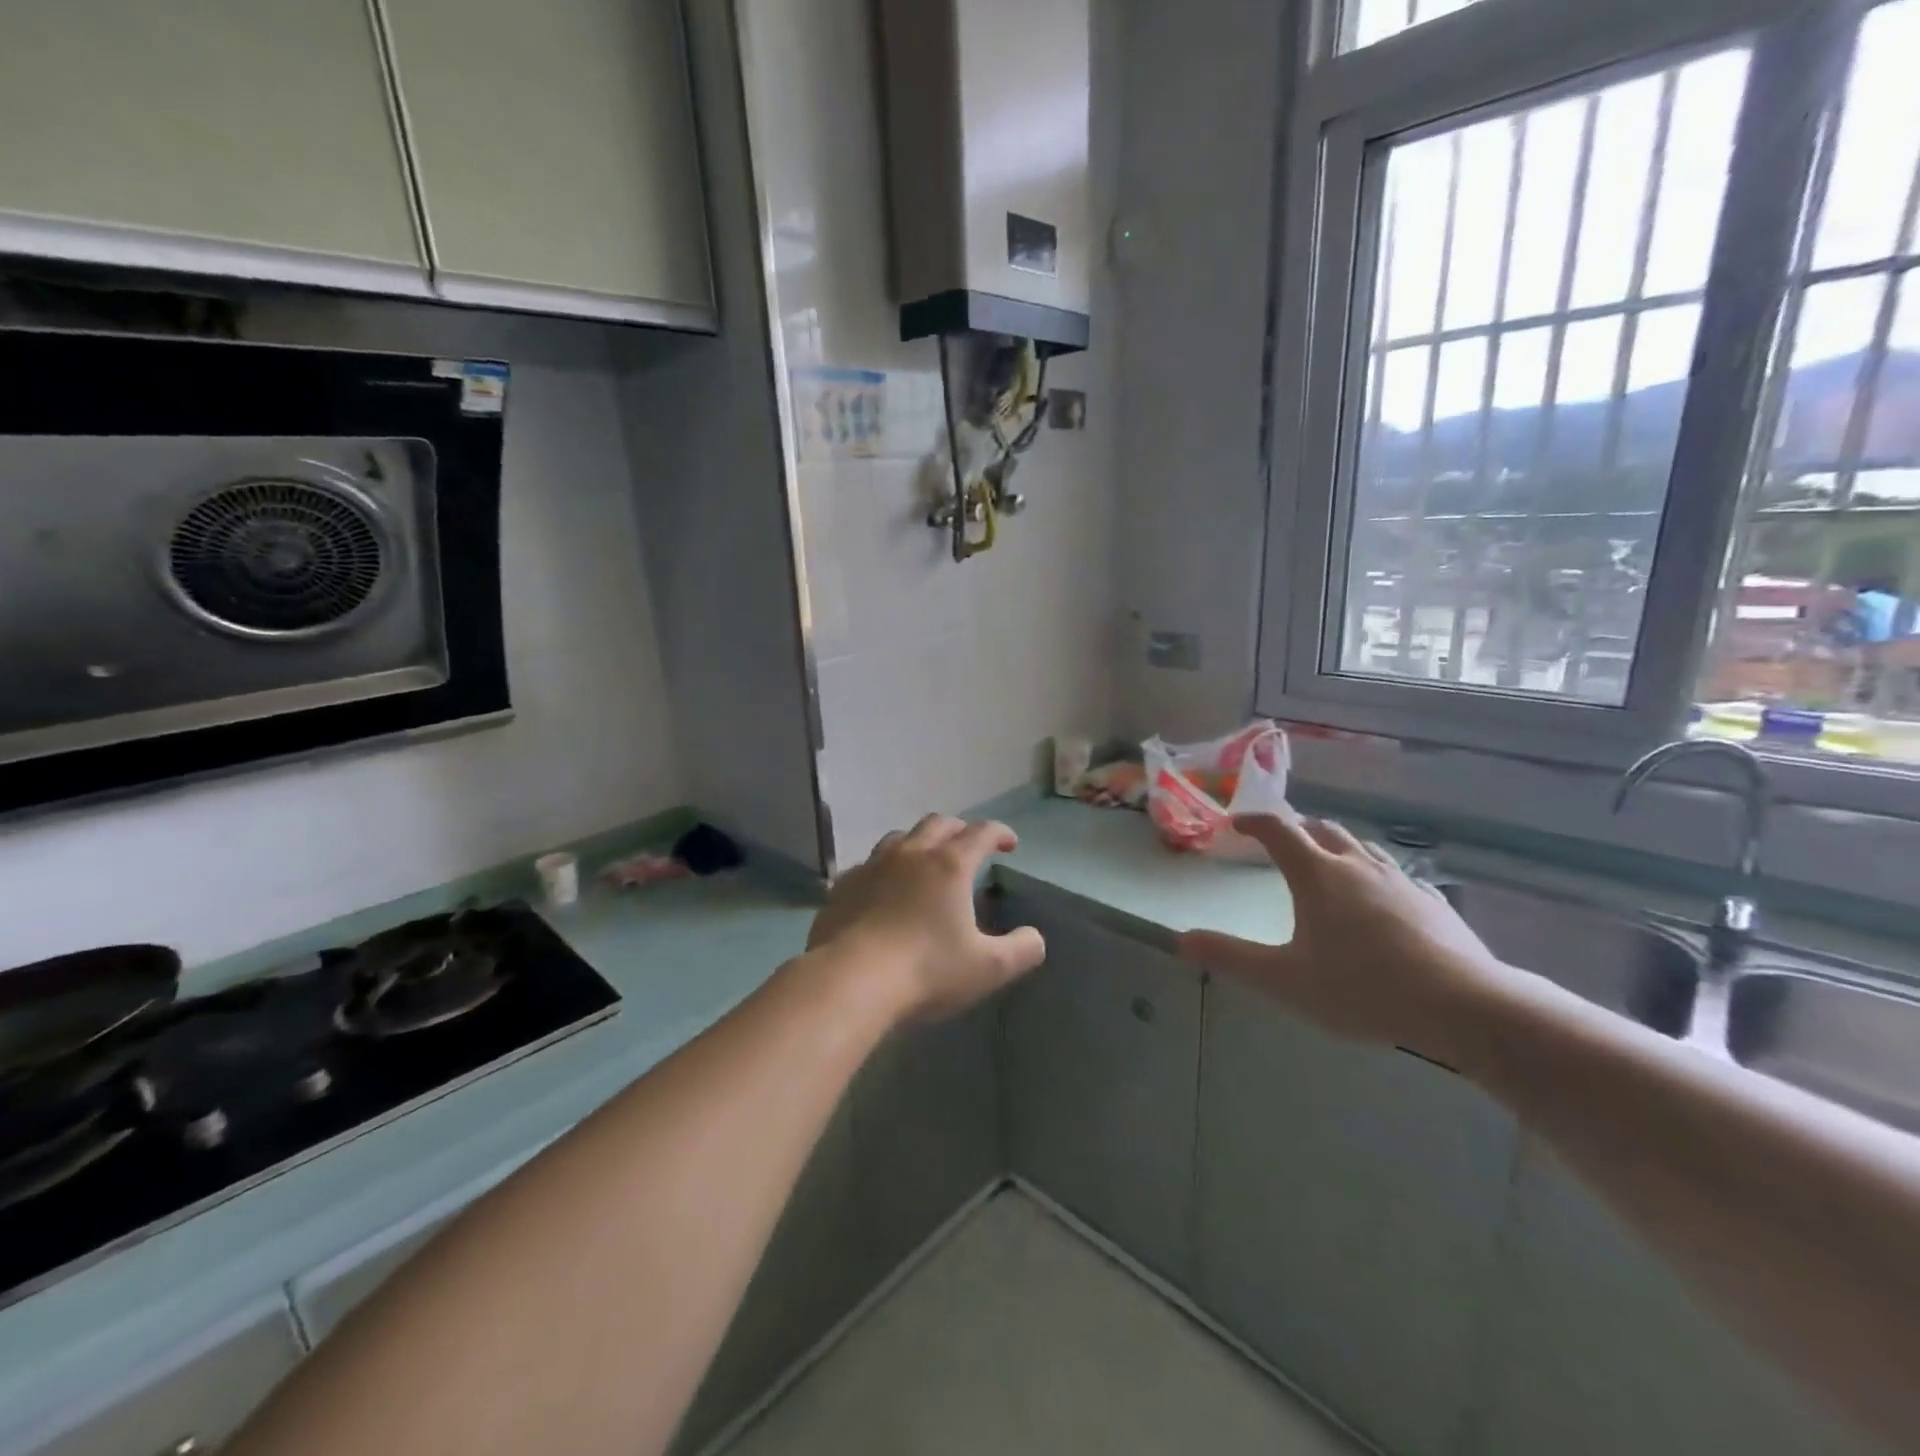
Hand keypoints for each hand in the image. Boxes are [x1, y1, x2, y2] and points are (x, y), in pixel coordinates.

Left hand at [807, 815, 1046, 1023]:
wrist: (850, 981)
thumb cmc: (926, 971)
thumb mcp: (988, 968)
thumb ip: (1021, 950)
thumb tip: (1034, 938)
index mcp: (950, 865)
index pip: (981, 832)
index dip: (1000, 833)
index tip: (1010, 844)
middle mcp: (911, 854)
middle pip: (939, 824)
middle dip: (960, 830)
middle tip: (969, 847)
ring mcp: (872, 866)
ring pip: (900, 837)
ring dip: (920, 842)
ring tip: (926, 861)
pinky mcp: (844, 885)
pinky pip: (869, 865)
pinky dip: (885, 869)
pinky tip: (884, 889)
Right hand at [1179, 814, 1510, 1065]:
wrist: (1465, 1006)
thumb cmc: (1362, 988)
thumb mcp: (1284, 980)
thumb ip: (1231, 958)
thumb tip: (1181, 940)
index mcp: (1317, 874)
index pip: (1279, 830)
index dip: (1255, 822)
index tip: (1238, 823)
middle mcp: (1358, 865)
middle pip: (1323, 829)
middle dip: (1297, 829)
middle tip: (1280, 842)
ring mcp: (1400, 881)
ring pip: (1362, 848)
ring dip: (1337, 847)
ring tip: (1327, 866)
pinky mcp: (1433, 902)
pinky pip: (1394, 874)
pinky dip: (1373, 875)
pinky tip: (1379, 902)